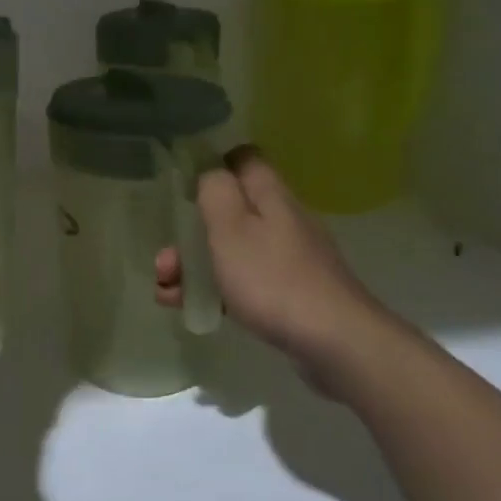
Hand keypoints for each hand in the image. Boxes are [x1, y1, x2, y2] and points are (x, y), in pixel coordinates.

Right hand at [154, 147, 394, 398]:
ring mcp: (288, 258)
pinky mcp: (290, 292)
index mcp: (270, 196)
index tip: (182, 185)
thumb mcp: (231, 227)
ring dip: (195, 265)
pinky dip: (216, 290)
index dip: (213, 164)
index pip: (243, 159)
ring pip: (232, 249)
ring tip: (167, 291)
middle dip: (190, 232)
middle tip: (165, 260)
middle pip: (230, 211)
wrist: (334, 342)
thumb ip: (215, 191)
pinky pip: (244, 281)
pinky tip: (194, 309)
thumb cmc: (272, 279)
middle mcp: (282, 220)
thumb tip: (211, 171)